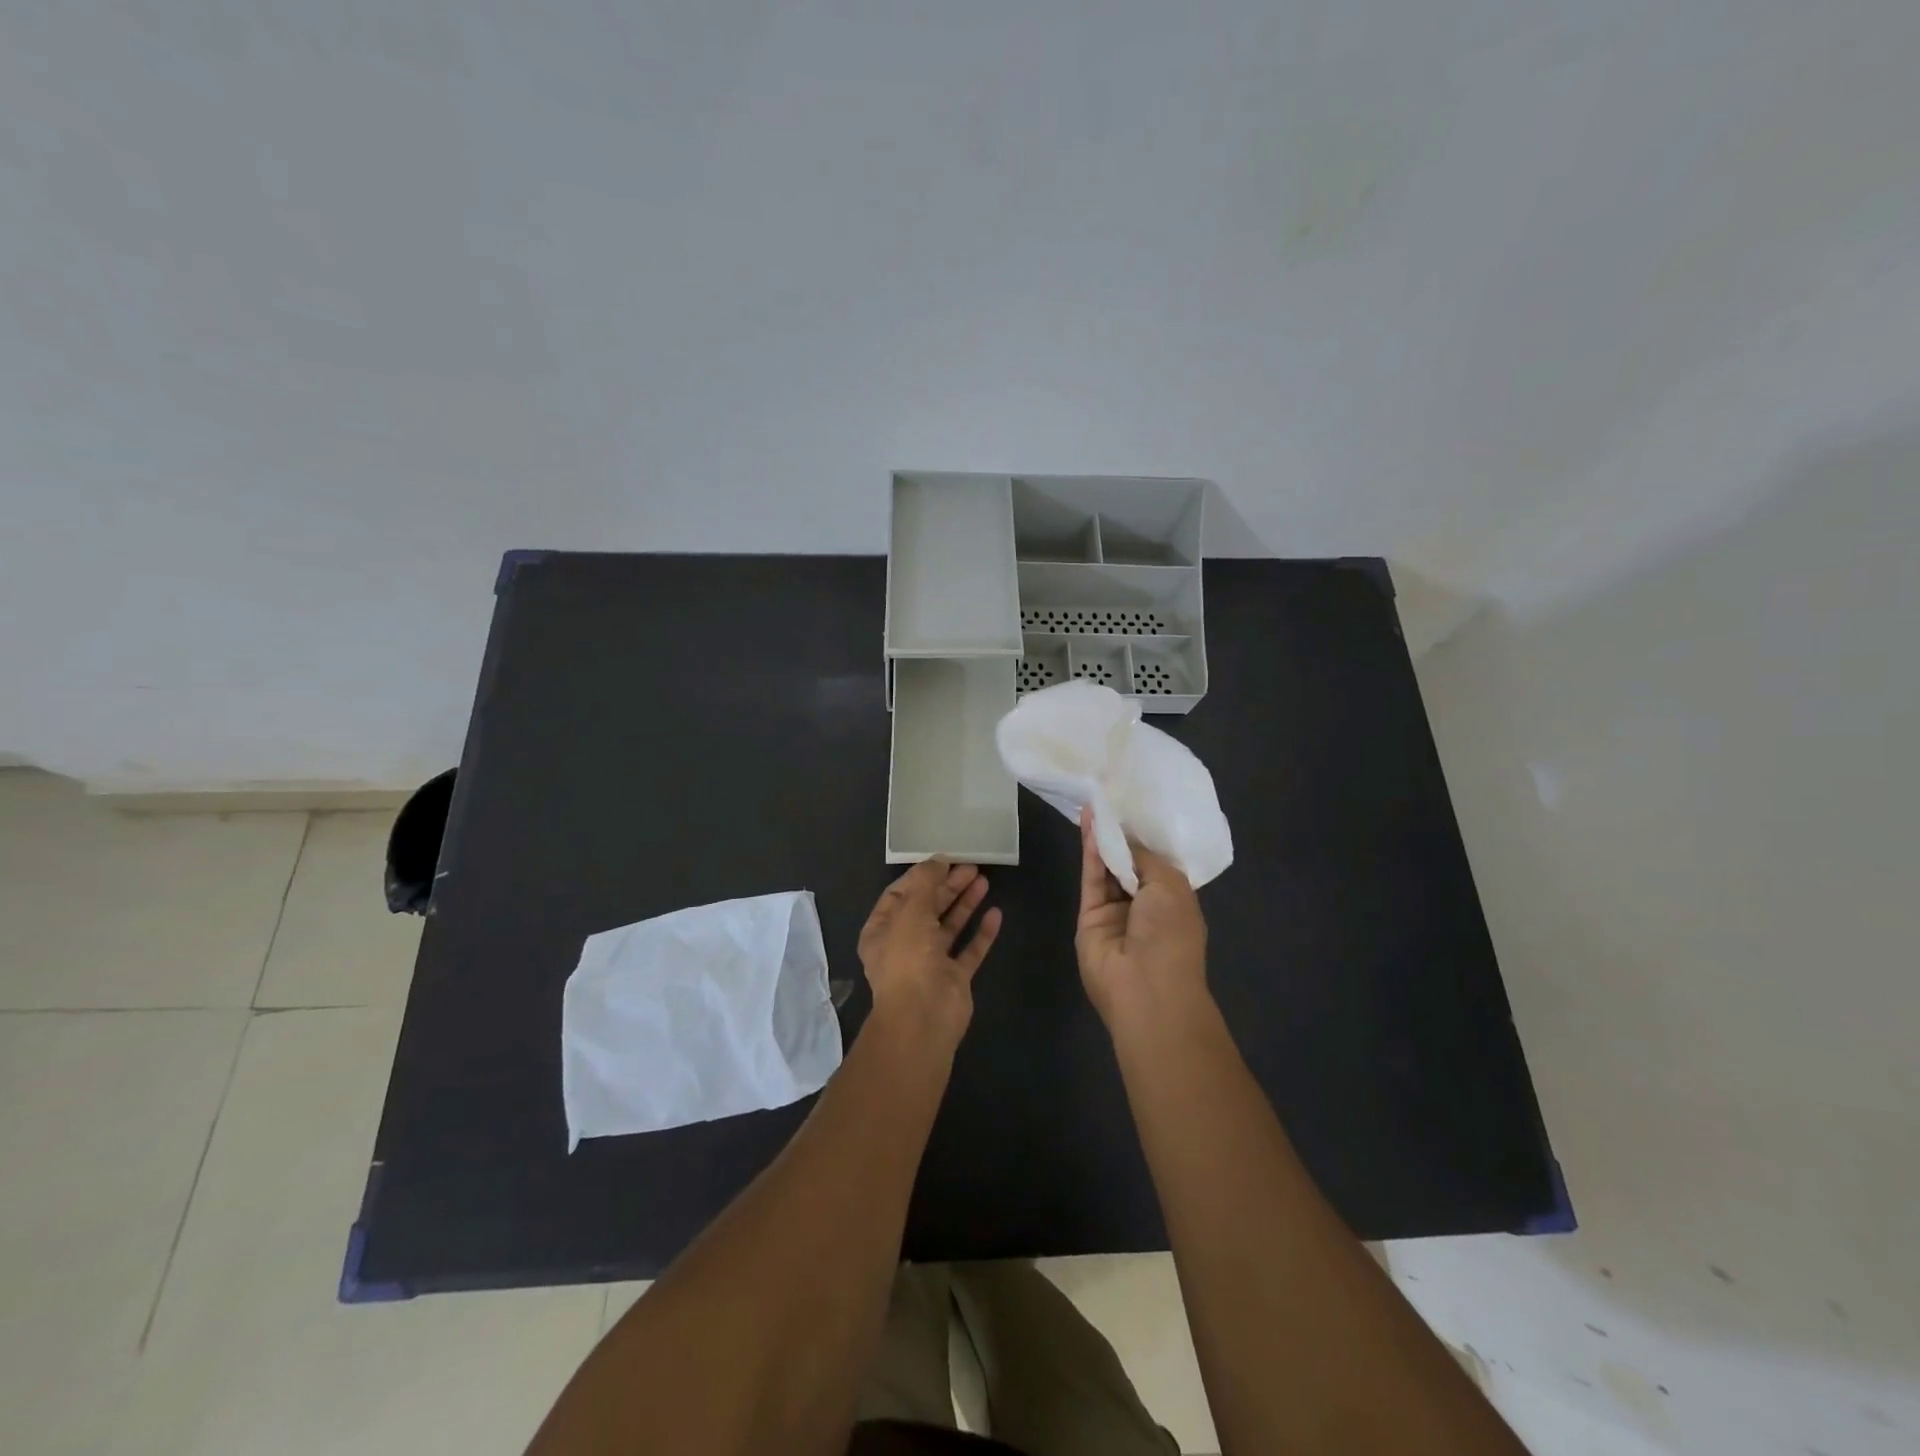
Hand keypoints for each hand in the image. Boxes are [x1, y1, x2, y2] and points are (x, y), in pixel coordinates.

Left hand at [858, 858, 1002, 1044]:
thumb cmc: (908, 958)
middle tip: (971, 867)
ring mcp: (930, 963)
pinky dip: (982, 932)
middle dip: (947, 886)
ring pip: (949, 927)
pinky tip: (996, 913)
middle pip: (927, 908)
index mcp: (882, 930)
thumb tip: (938, 860)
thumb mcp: (911, 910)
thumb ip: (925, 882)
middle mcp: (904, 945)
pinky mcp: (954, 978)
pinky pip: (970, 950)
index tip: (944, 860)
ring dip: (965, 903)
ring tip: (984, 881)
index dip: (921, 876)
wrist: (923, 1017)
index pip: (899, 894)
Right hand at [1075, 806, 1208, 1025]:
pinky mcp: (1089, 914)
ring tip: (1095, 803)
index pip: (1157, 862)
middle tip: (1111, 797)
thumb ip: (1145, 858)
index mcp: (1174, 899)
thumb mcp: (1171, 886)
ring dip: (1103, 838)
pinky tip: (1088, 823)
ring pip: (1107, 867)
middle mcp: (1144, 904)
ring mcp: (1115, 910)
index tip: (1135, 806)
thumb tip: (1126, 841)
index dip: (1145, 837)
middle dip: (1122, 834)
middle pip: (1129, 863)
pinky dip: (1090, 851)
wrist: (1145, 987)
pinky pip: (1091, 877)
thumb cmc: (1171, 934)